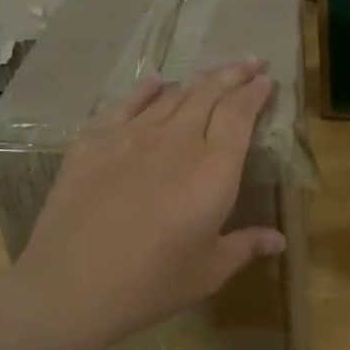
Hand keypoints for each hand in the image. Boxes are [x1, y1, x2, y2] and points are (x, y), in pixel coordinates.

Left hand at [8, 59, 285, 349]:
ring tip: (212, 73)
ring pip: (171, 96)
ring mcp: (130, 136)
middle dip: (233, 74)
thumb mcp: (208, 270)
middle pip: (209, 94)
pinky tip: (155, 82)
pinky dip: (146, 90)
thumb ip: (246, 246)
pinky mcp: (93, 142)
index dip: (255, 93)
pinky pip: (125, 105)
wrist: (70, 287)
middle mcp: (176, 141)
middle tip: (250, 62)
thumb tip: (279, 240)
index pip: (239, 116)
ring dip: (197, 80)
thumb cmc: (151, 284)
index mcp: (213, 170)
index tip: (266, 79)